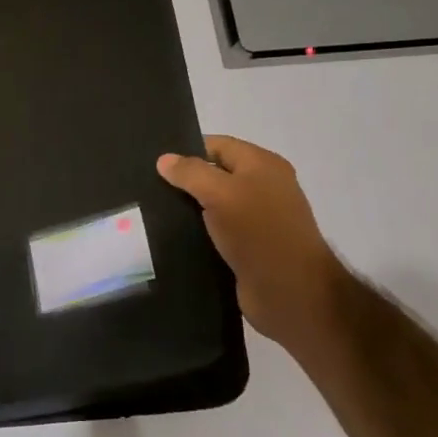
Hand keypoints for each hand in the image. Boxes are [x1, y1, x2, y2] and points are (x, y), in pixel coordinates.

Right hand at [157, 136, 346, 358]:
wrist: (290, 291)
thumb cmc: (258, 232)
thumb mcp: (221, 193)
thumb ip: (191, 173)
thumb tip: (164, 159)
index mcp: (263, 165)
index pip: (218, 145)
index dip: (188, 150)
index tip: (155, 163)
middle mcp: (262, 187)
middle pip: (216, 174)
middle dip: (186, 180)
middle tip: (148, 187)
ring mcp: (257, 219)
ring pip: (214, 205)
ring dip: (189, 209)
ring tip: (152, 212)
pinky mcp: (248, 247)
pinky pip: (217, 231)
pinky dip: (198, 233)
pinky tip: (172, 237)